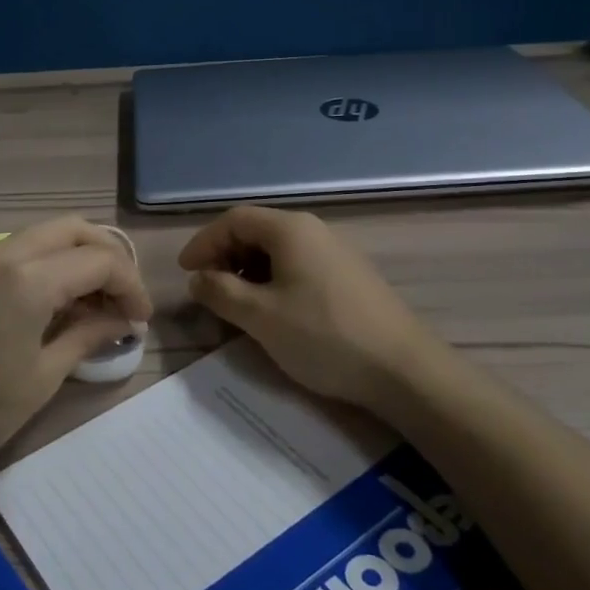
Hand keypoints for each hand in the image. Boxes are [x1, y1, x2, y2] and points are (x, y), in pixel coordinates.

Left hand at [0, 217, 152, 481]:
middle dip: (108, 256)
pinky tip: (54, 303)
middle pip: (73, 229)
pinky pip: (18, 251)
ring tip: (92, 302)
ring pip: (44, 235)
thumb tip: (121, 322)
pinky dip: (47, 264)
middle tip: (122, 297)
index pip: (99, 260)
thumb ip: (86, 336)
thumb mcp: (42, 377)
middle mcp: (3, 254)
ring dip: (76, 257)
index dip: (130, 286)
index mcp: (28, 279)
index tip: (140, 320)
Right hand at [179, 205, 440, 419]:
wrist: (404, 370)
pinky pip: (299, 266)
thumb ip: (220, 292)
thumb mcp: (260, 317)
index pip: (234, 220)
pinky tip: (274, 312)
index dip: (204, 243)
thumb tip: (198, 279)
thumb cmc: (324, 336)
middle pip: (256, 231)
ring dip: (248, 271)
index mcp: (290, 229)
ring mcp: (336, 253)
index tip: (186, 273)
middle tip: (208, 290)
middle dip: (225, 256)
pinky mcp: (349, 277)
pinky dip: (273, 281)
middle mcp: (314, 231)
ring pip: (278, 251)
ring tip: (237, 304)